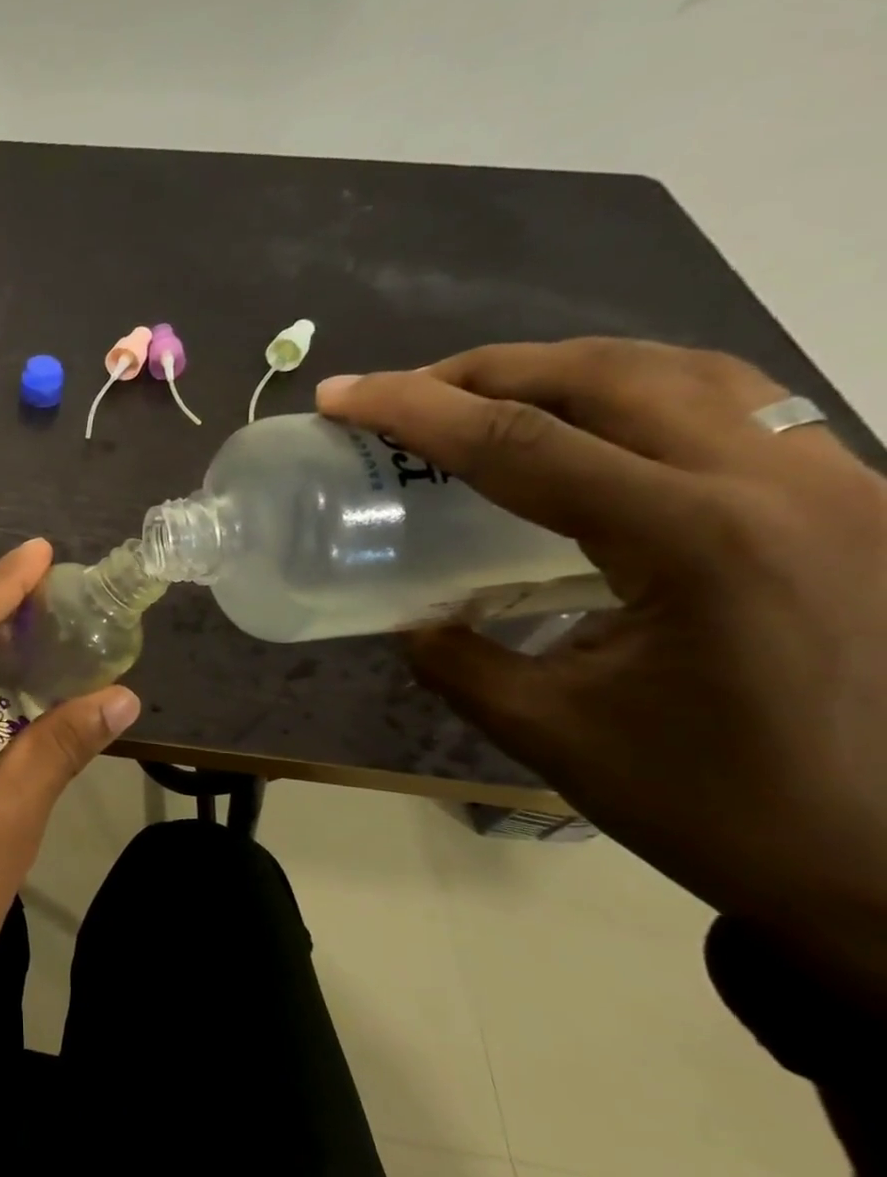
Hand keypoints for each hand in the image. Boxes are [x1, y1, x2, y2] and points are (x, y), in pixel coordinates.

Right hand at [318, 340, 886, 990]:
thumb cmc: (718, 807)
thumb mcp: (548, 732)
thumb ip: (457, 659)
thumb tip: (415, 618)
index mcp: (697, 543)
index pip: (522, 445)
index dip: (416, 411)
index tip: (342, 395)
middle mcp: (779, 486)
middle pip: (607, 373)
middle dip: (486, 370)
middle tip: (405, 392)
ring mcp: (839, 483)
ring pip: (685, 369)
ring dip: (566, 369)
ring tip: (487, 395)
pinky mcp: (857, 500)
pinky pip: (737, 404)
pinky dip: (640, 392)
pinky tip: (596, 426)